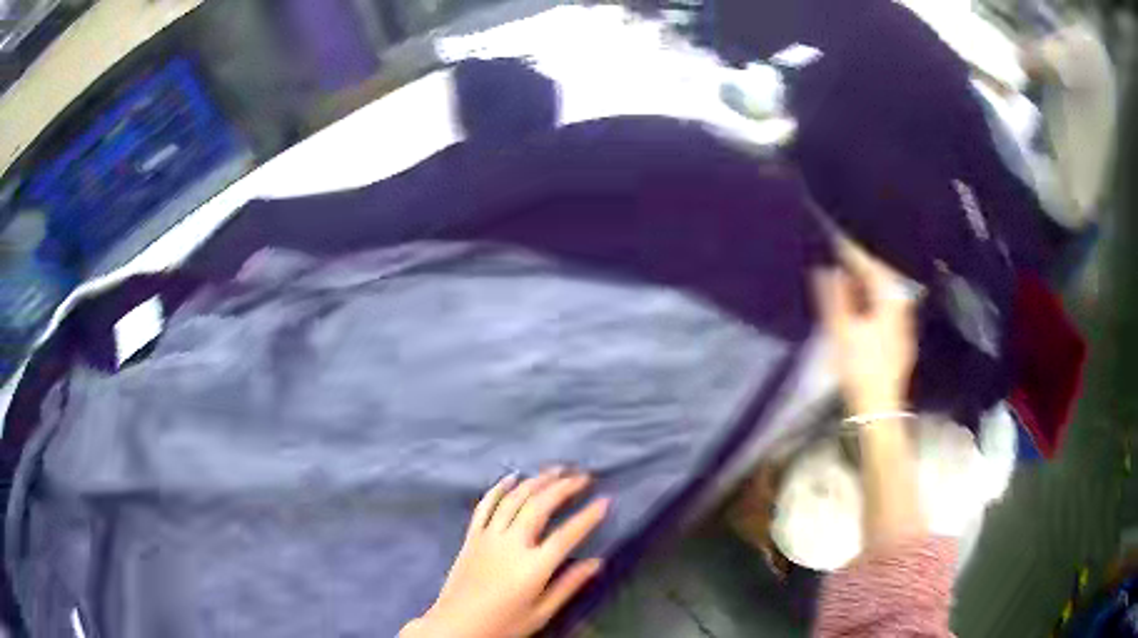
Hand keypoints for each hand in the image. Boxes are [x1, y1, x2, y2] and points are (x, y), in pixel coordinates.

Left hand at [401, 468, 609, 637]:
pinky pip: (485, 505)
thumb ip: (568, 585)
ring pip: (514, 499)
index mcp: (533, 567)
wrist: (456, 626)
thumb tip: (597, 562)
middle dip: (564, 487)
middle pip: (540, 506)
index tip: (605, 500)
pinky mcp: (472, 536)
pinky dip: (499, 488)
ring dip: (537, 480)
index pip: (568, 534)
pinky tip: (512, 477)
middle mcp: (511, 544)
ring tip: (556, 470)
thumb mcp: (541, 613)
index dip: (588, 516)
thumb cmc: (503, 624)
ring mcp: (488, 537)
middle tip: (583, 476)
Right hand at [812, 238, 918, 414]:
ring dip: (865, 283)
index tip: (834, 238)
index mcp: (890, 300)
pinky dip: (870, 299)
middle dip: (860, 265)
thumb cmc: (860, 368)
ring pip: (883, 293)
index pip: (870, 266)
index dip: (851, 252)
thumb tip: (827, 269)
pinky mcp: (900, 338)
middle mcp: (902, 306)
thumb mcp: (842, 331)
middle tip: (838, 254)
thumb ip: (834, 297)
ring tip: (844, 275)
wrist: (879, 408)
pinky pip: (885, 307)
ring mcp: (903, 323)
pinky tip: (858, 303)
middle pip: (880, 277)